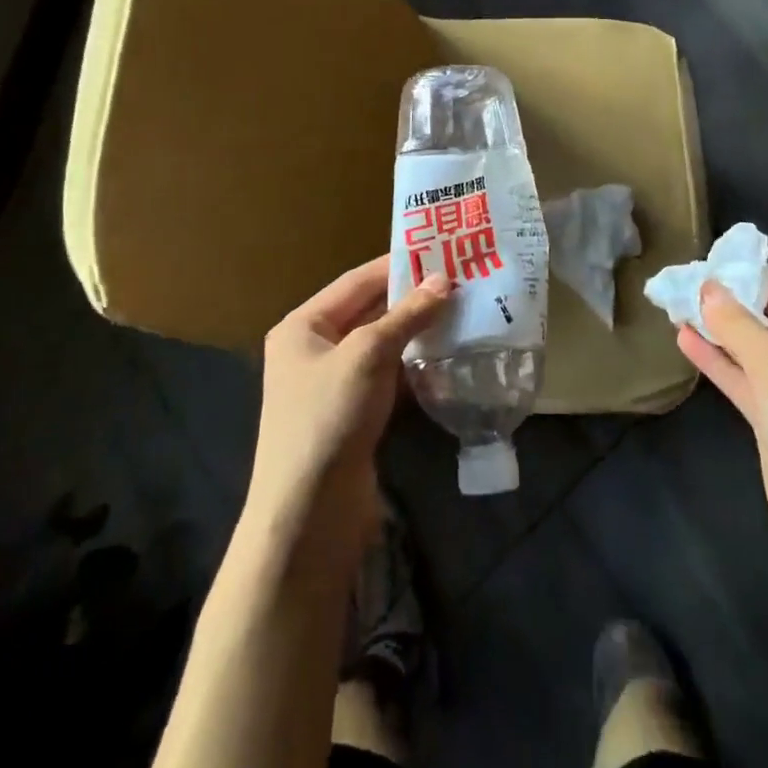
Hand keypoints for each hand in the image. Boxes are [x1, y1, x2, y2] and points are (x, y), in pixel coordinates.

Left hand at [242, 256, 450, 569]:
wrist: (309, 516)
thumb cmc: (329, 418)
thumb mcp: (367, 355)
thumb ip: (406, 316)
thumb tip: (444, 281)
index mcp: (303, 326)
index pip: (356, 281)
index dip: (397, 265)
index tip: (441, 251)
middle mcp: (314, 350)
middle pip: (370, 312)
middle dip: (413, 300)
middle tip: (461, 282)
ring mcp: (335, 385)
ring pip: (383, 346)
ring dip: (419, 334)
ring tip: (464, 314)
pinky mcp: (354, 415)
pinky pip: (388, 379)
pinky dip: (415, 368)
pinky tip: (449, 360)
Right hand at [677, 281, 767, 562]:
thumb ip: (738, 325)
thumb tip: (708, 287)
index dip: (741, 283)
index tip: (699, 271)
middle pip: (766, 322)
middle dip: (725, 307)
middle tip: (681, 287)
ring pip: (750, 351)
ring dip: (717, 333)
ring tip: (676, 308)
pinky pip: (744, 379)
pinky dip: (717, 361)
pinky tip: (685, 341)